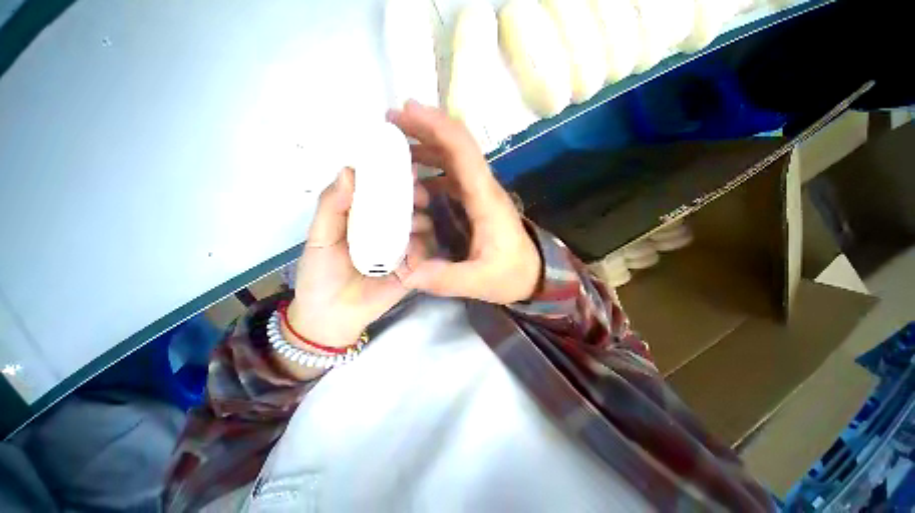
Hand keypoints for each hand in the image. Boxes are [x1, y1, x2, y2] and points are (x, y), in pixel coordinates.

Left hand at [287, 167, 431, 347]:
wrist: (332, 315)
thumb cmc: (321, 273)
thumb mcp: (320, 237)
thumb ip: (332, 205)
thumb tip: (349, 171)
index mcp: (366, 218)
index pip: (383, 192)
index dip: (395, 178)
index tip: (405, 168)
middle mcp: (388, 230)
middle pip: (409, 208)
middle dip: (416, 198)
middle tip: (417, 195)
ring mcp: (403, 249)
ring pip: (422, 228)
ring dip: (422, 221)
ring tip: (413, 224)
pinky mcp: (412, 268)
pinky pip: (425, 254)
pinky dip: (423, 248)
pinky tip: (413, 250)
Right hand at [389, 100, 542, 303]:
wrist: (533, 274)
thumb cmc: (512, 275)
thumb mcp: (480, 282)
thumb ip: (446, 279)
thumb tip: (407, 273)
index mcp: (486, 200)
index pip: (463, 152)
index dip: (436, 127)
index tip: (406, 112)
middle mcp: (484, 189)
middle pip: (456, 146)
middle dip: (424, 128)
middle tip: (390, 121)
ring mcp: (480, 193)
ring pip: (453, 158)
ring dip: (426, 147)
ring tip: (395, 148)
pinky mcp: (476, 202)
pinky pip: (452, 176)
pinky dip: (431, 169)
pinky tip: (413, 179)